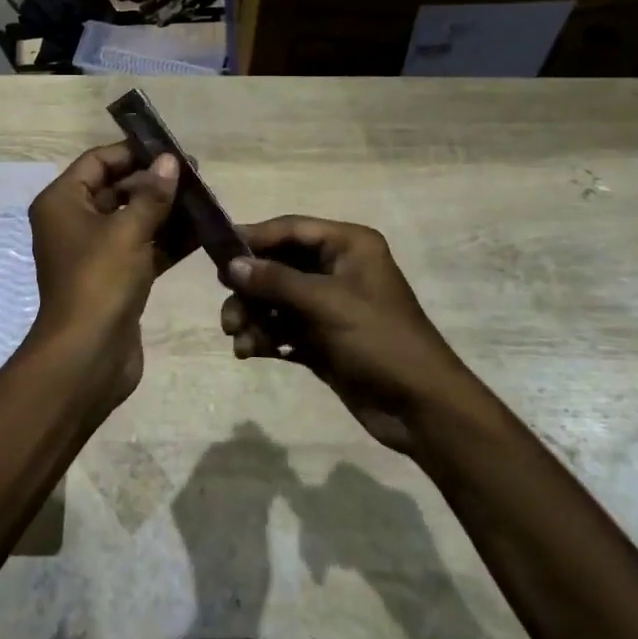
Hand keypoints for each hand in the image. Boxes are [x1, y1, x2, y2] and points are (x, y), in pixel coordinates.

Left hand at [25, 142, 181, 409]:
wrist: (87, 357)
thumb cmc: (100, 281)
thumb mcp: (128, 230)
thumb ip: (152, 194)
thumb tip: (171, 161)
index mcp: (63, 202)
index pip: (97, 161)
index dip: (133, 153)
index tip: (171, 150)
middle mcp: (74, 222)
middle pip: (117, 189)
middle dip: (156, 182)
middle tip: (197, 176)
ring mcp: (96, 252)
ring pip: (134, 219)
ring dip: (167, 210)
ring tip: (206, 199)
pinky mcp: (116, 277)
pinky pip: (144, 247)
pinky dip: (168, 240)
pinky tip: (203, 231)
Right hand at [220, 217, 473, 454]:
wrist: (421, 409)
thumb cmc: (379, 340)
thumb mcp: (327, 304)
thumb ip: (276, 281)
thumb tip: (231, 265)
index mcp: (348, 246)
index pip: (291, 230)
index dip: (254, 238)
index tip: (216, 252)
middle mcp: (337, 269)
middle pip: (279, 266)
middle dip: (250, 288)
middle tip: (227, 309)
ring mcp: (329, 306)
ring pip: (276, 300)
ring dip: (254, 316)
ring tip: (238, 338)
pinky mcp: (323, 339)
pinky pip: (283, 328)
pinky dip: (265, 337)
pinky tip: (250, 352)